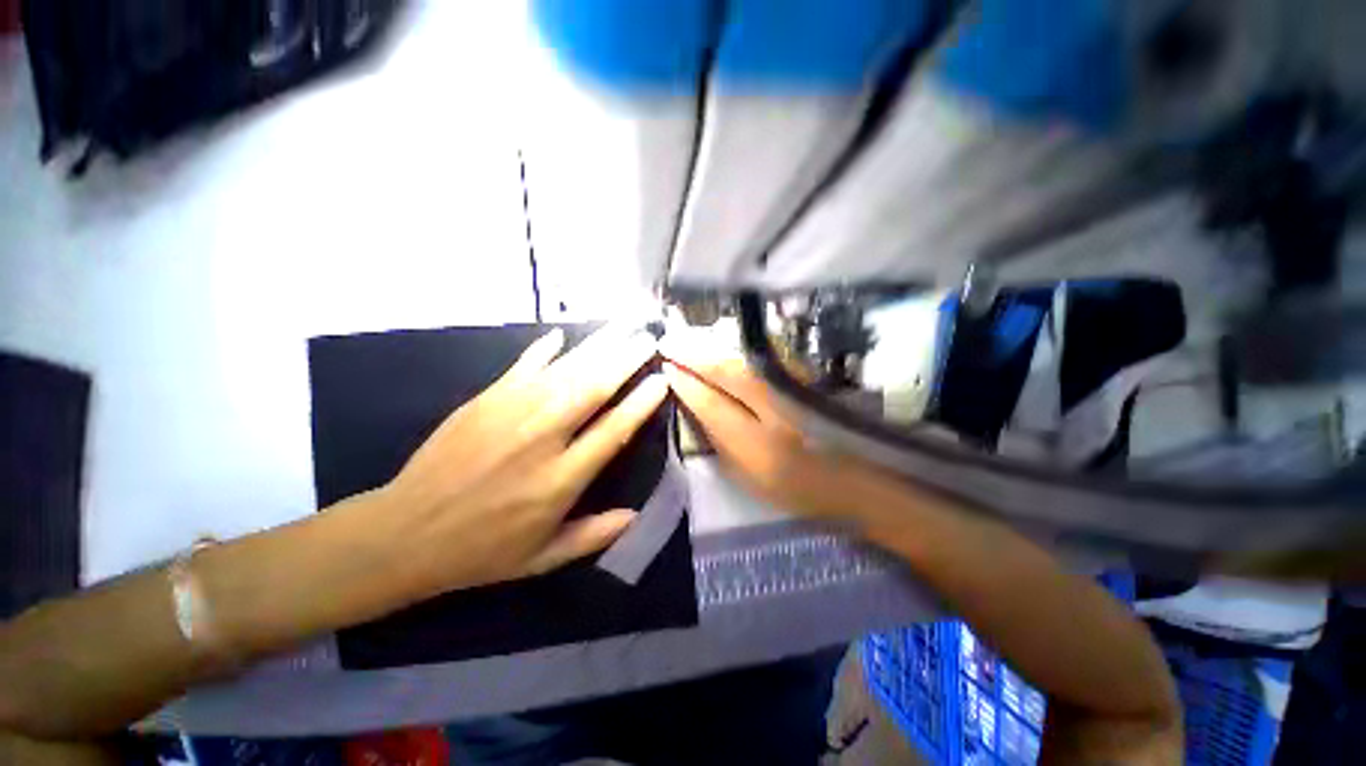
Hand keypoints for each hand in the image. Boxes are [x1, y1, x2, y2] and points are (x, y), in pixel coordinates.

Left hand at [377, 325, 666, 598]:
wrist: (403, 534)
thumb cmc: (482, 551)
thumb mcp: (543, 558)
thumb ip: (593, 535)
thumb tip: (636, 515)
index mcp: (560, 480)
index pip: (614, 430)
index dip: (641, 402)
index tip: (662, 380)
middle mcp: (542, 438)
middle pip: (593, 388)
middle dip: (626, 360)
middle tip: (649, 338)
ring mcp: (510, 412)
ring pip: (565, 370)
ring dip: (598, 346)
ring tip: (622, 327)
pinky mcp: (484, 400)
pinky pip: (523, 365)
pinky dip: (543, 349)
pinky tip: (560, 334)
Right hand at [662, 346, 908, 529]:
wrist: (851, 477)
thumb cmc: (793, 487)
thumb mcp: (747, 476)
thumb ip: (719, 441)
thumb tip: (695, 406)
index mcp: (757, 443)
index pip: (711, 403)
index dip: (685, 384)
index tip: (665, 368)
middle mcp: (775, 408)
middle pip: (727, 372)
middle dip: (694, 356)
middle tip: (669, 344)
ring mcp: (792, 389)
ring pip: (743, 360)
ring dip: (713, 349)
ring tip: (689, 341)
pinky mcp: (803, 378)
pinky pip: (761, 359)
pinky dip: (736, 351)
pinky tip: (722, 345)